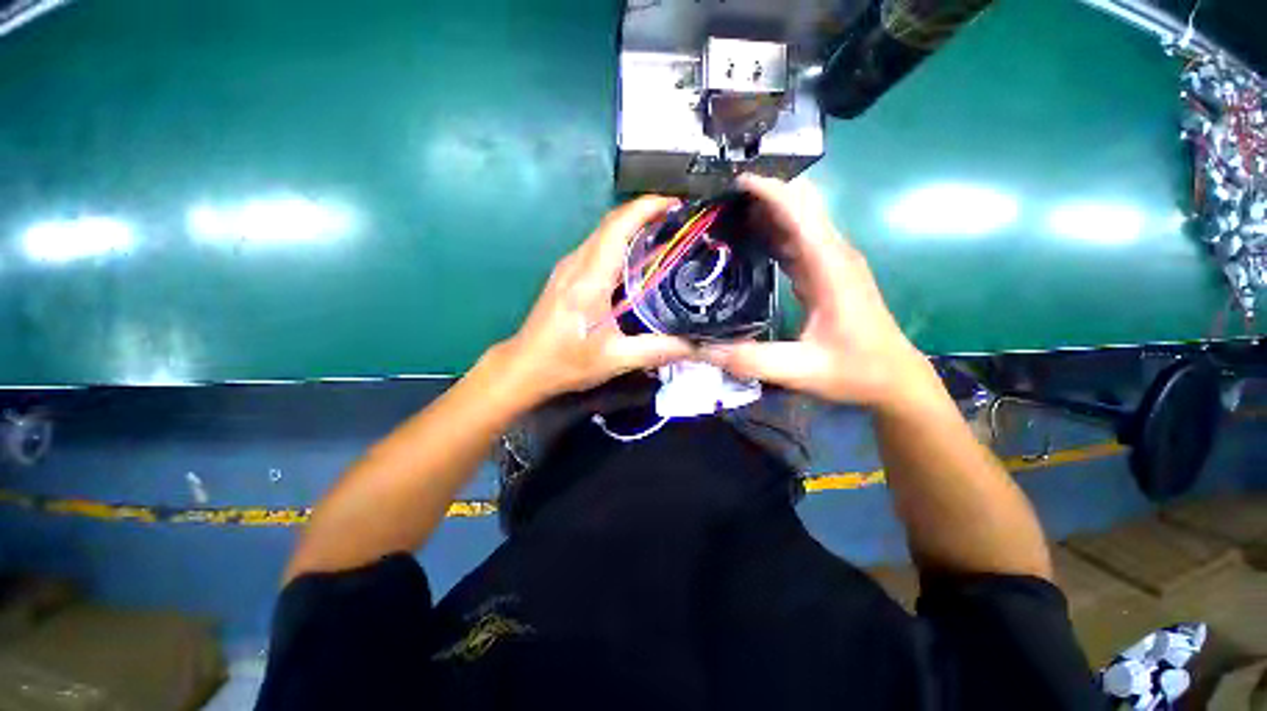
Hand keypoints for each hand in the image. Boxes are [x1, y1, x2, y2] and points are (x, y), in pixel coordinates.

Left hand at [491, 196, 694, 407]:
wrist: (525, 367)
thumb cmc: (566, 362)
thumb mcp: (616, 359)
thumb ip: (659, 350)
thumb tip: (697, 344)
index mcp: (589, 278)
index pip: (618, 226)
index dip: (647, 207)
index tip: (677, 204)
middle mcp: (576, 263)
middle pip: (612, 223)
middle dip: (646, 213)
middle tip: (680, 222)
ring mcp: (568, 267)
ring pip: (603, 233)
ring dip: (633, 226)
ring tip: (665, 236)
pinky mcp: (566, 275)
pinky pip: (596, 247)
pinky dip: (620, 243)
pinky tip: (637, 261)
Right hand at [699, 175, 933, 409]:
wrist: (895, 379)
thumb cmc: (856, 371)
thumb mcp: (799, 370)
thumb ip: (749, 358)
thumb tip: (700, 348)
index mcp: (830, 267)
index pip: (799, 210)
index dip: (766, 190)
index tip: (729, 185)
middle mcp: (832, 255)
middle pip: (799, 206)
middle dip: (760, 197)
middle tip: (717, 207)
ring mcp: (830, 263)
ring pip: (797, 222)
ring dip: (764, 214)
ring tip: (723, 220)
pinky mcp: (825, 274)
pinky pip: (796, 242)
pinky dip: (772, 235)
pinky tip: (747, 244)